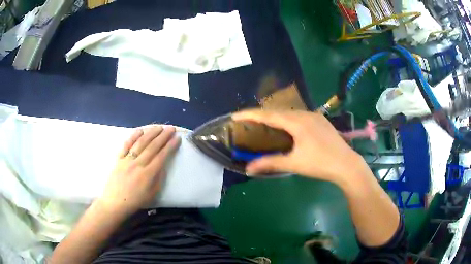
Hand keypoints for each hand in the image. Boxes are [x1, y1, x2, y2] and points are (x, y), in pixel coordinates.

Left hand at [98, 126, 180, 215]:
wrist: (114, 202)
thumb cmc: (135, 201)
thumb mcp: (152, 194)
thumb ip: (158, 178)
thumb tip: (163, 165)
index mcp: (148, 174)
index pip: (162, 156)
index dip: (170, 146)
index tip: (177, 138)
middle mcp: (138, 163)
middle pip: (152, 146)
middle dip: (163, 136)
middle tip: (171, 128)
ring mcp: (127, 159)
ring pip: (141, 143)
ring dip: (151, 133)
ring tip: (159, 127)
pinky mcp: (119, 158)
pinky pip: (126, 145)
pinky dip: (133, 136)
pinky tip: (140, 130)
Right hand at [232, 110, 368, 184]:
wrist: (347, 165)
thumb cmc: (320, 163)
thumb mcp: (294, 164)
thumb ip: (270, 163)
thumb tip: (248, 169)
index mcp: (297, 122)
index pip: (269, 115)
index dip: (250, 114)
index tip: (235, 115)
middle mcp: (305, 114)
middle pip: (278, 111)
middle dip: (261, 115)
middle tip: (247, 121)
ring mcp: (315, 116)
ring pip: (289, 113)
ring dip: (275, 117)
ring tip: (264, 124)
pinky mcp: (321, 121)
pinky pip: (299, 116)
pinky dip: (287, 120)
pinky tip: (286, 128)